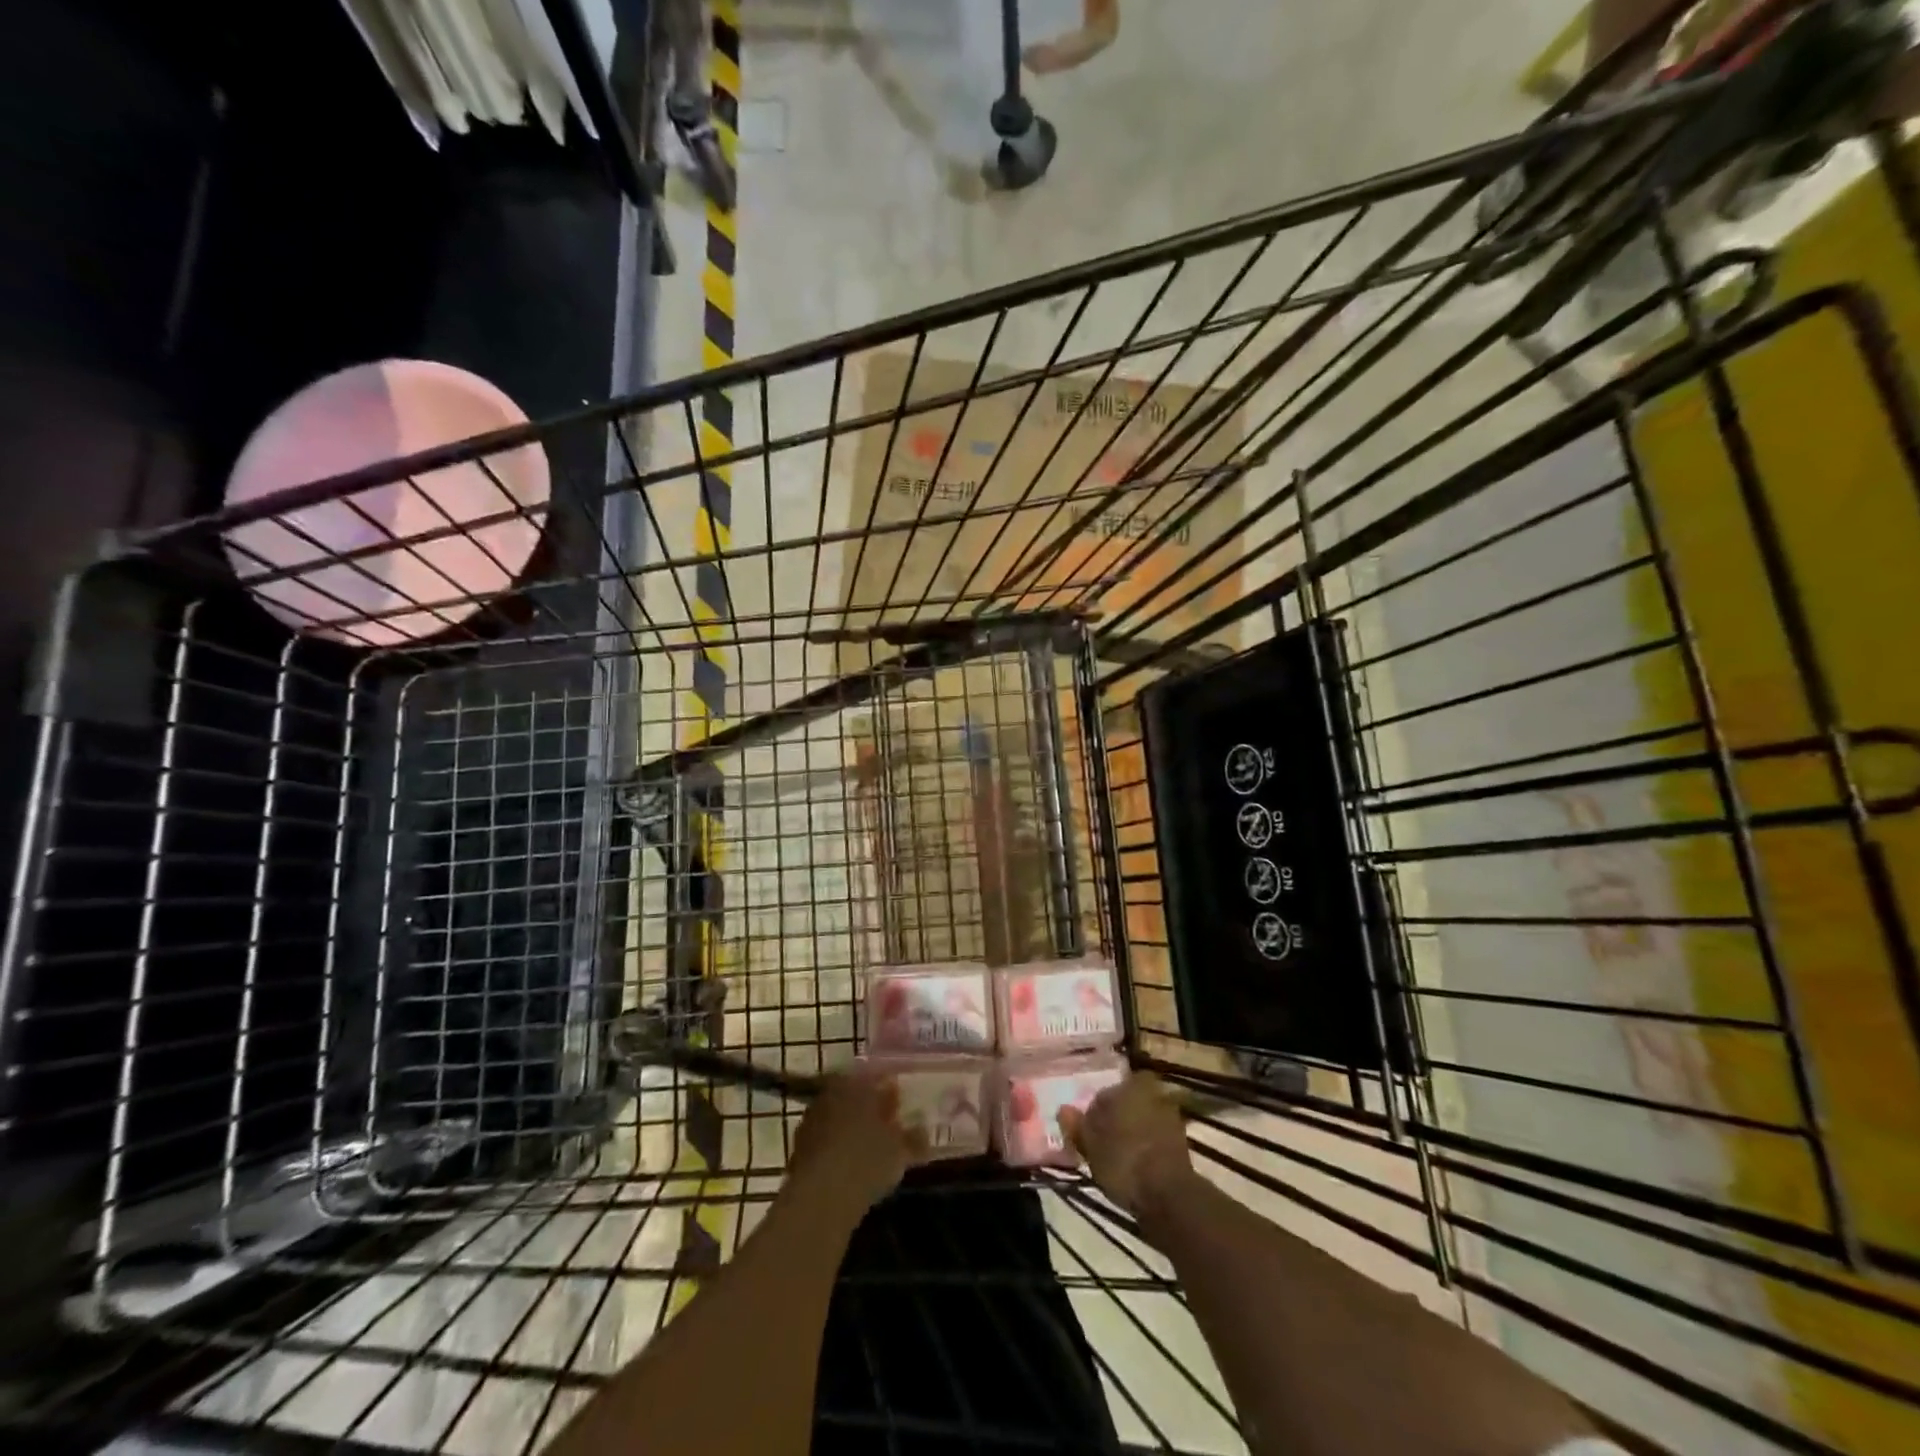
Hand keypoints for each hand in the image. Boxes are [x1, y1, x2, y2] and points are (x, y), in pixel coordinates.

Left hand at [788, 1067, 924, 1214]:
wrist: (820, 1197)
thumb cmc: (866, 1160)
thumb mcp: (900, 1150)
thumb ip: (914, 1138)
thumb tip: (923, 1131)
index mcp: (856, 1082)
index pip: (874, 1075)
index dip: (888, 1089)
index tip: (900, 1102)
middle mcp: (830, 1092)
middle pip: (853, 1095)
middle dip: (869, 1108)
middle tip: (887, 1126)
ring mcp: (811, 1119)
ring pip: (837, 1117)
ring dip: (851, 1129)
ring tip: (870, 1150)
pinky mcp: (798, 1148)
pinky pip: (825, 1141)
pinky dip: (837, 1150)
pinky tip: (850, 1168)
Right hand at [1057, 1073, 1195, 1214]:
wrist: (1169, 1196)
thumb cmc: (1123, 1160)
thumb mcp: (1090, 1144)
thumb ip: (1076, 1124)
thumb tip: (1063, 1109)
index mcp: (1132, 1084)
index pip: (1106, 1091)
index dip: (1095, 1111)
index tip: (1088, 1131)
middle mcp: (1154, 1093)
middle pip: (1127, 1104)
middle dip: (1117, 1119)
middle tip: (1103, 1142)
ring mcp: (1172, 1118)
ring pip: (1143, 1120)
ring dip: (1133, 1134)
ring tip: (1119, 1158)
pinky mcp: (1182, 1144)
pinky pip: (1156, 1139)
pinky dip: (1147, 1148)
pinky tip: (1136, 1167)